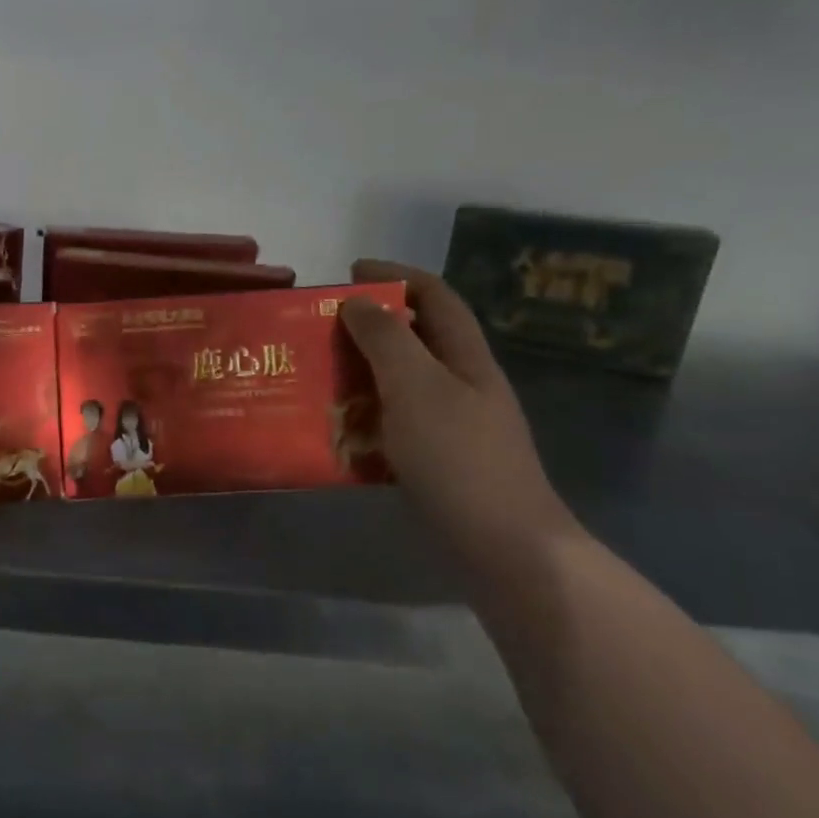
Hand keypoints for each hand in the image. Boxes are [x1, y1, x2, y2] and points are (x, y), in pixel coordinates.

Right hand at [345, 261, 576, 560]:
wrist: (503, 544)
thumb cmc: (459, 456)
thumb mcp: (417, 387)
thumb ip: (385, 339)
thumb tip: (358, 301)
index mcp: (465, 357)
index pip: (435, 295)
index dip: (395, 275)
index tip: (347, 273)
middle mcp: (461, 383)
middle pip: (415, 336)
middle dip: (368, 324)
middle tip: (318, 327)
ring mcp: (452, 423)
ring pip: (400, 380)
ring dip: (360, 370)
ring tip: (315, 373)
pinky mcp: (437, 458)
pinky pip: (393, 420)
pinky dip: (364, 413)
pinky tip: (336, 426)